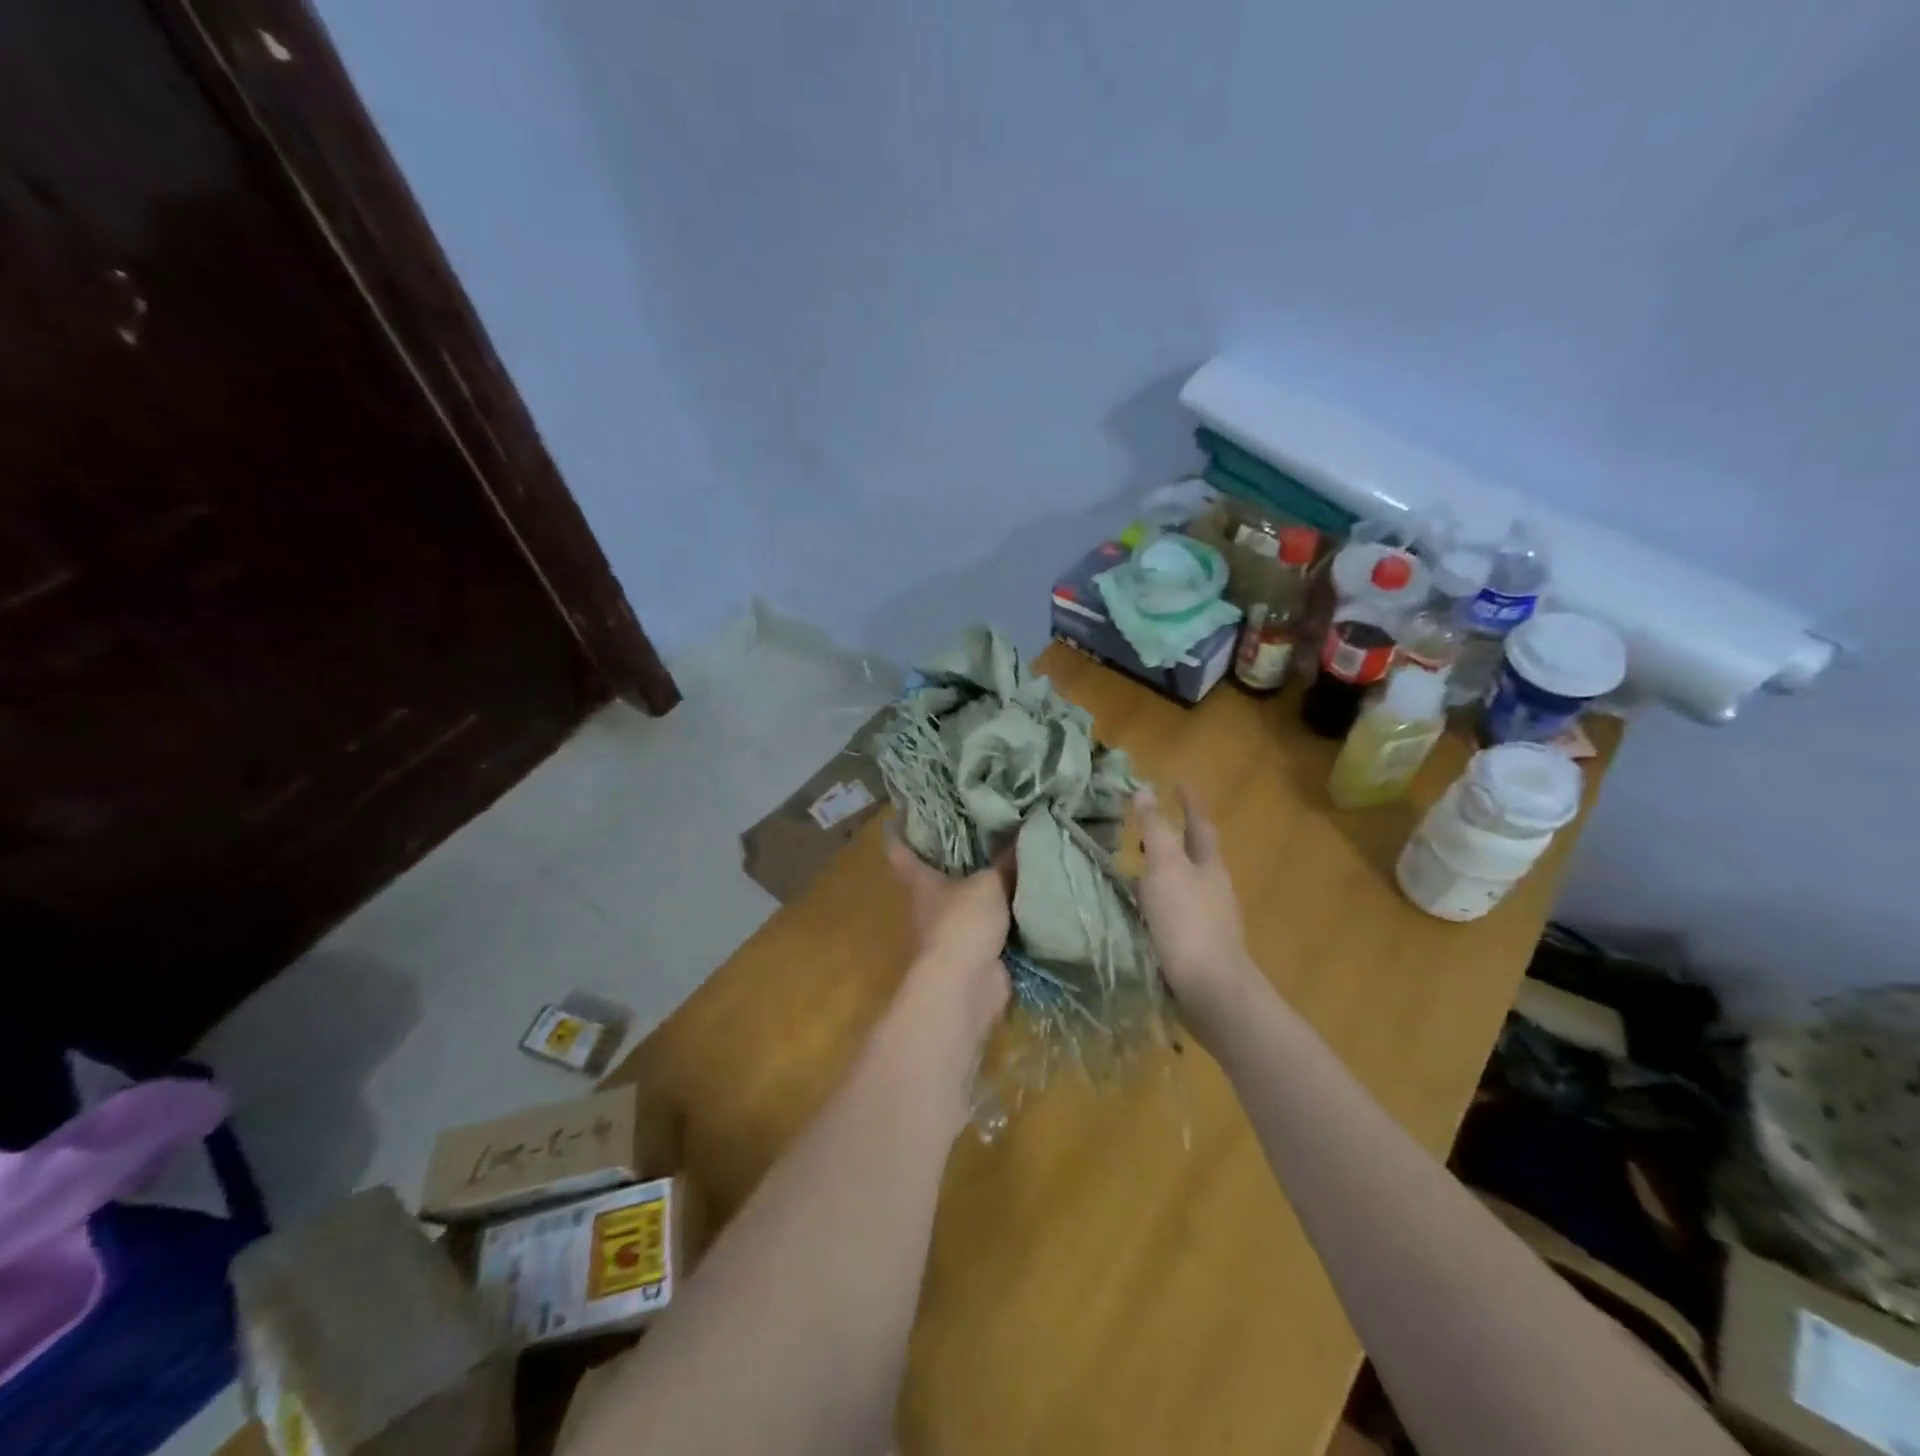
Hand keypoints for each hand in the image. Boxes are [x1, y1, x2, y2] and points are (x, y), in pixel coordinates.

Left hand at [884, 829, 1011, 1035]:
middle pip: (936, 876)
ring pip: (966, 903)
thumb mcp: (989, 884)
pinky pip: (992, 928)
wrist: (965, 986)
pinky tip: (1028, 900)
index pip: (901, 852)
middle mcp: (929, 905)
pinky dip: (1006, 918)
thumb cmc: (962, 923)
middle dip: (954, 858)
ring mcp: (950, 933)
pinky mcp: (974, 954)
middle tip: (980, 831)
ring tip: (1012, 861)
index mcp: (921, 881)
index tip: (901, 817)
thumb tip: (1024, 830)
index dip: (900, 835)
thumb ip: (1005, 861)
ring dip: (984, 890)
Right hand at [1135, 786, 1256, 1020]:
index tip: (1178, 782)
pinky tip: (1138, 911)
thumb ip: (1155, 830)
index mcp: (1209, 865)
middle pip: (1194, 854)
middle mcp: (1213, 888)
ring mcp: (1208, 919)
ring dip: (1161, 872)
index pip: (1199, 823)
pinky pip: (1174, 911)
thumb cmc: (1187, 921)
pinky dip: (1156, 901)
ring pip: (1183, 884)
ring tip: (1132, 869)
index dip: (1188, 802)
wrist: (1211, 989)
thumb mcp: (1165, 867)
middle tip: (1146, 827)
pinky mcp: (1197, 945)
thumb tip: (1145, 791)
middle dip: (1173, 838)